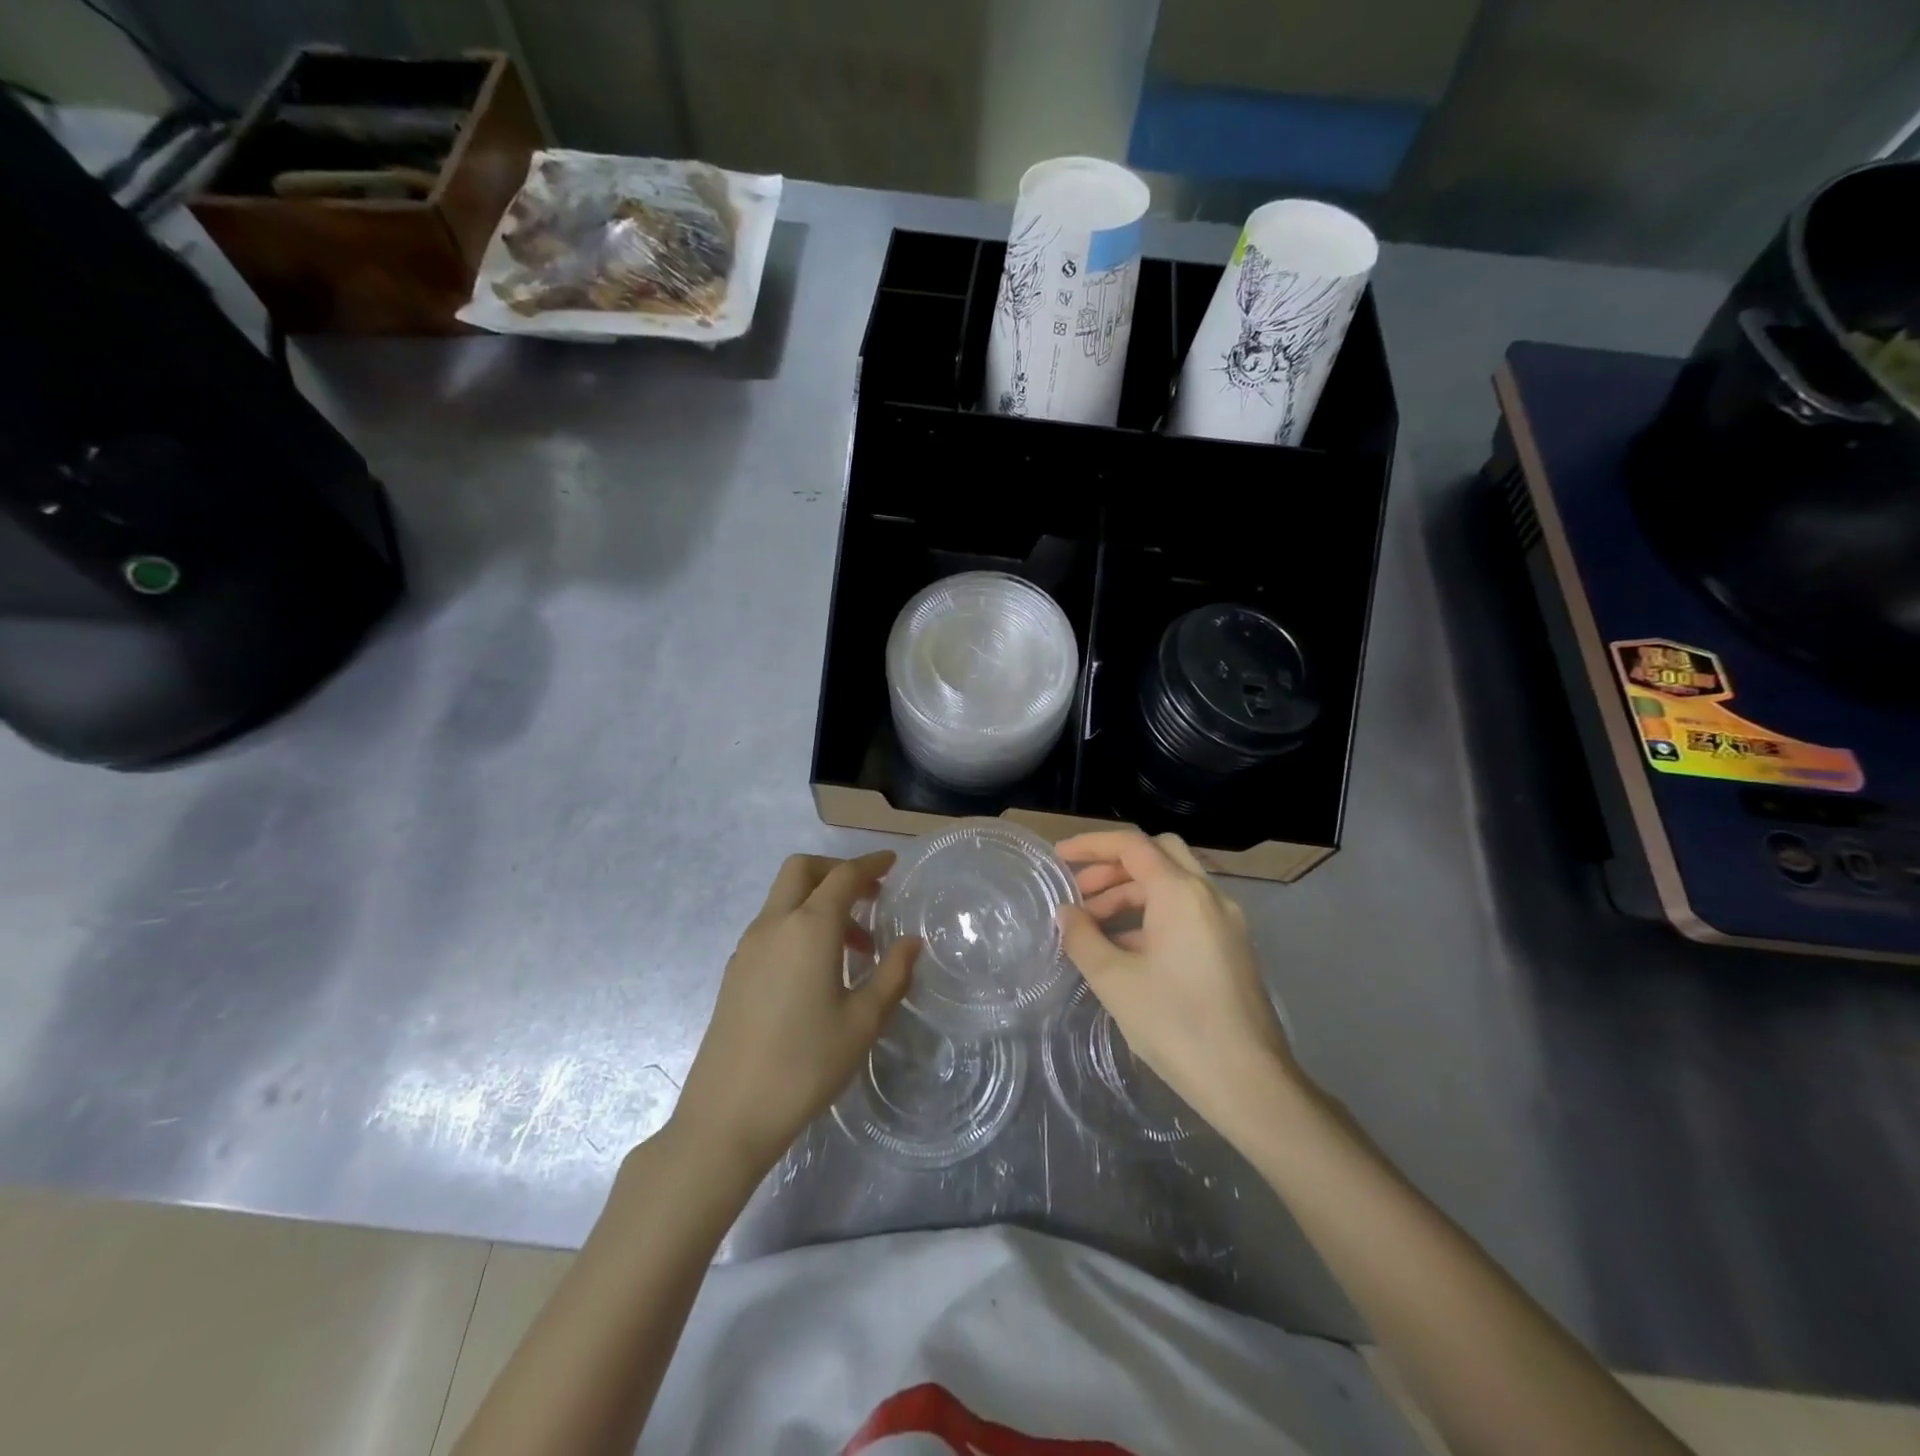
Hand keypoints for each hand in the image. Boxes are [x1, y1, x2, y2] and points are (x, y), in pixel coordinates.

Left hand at [670, 851, 916, 1174]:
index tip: (892, 864)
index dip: (870, 864)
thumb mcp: (863, 1022)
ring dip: (819, 902)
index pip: (843, 876)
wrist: (727, 1114)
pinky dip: (800, 925)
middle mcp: (774, 925)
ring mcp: (748, 947)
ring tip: (855, 948)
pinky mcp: (734, 971)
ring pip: (784, 898)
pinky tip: (818, 970)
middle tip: (870, 897)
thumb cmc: (805, 1064)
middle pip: (802, 870)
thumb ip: (892, 975)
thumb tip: (911, 943)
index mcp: (809, 928)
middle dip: (837, 871)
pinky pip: (772, 926)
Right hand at [1055, 830, 1298, 1139]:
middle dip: (1113, 866)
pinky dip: (1152, 915)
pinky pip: (1186, 912)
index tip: (1059, 858)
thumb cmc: (1176, 1025)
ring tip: (1093, 925)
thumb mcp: (1115, 981)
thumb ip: (1083, 938)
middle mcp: (1209, 896)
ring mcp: (1226, 922)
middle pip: (1157, 855)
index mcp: (1181, 894)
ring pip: (1173, 885)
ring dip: (1131, 893)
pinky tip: (1125, 949)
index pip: (1132, 845)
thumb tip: (1066, 914)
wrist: (1249, 1084)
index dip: (1091, 845)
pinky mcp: (1231, 948)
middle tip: (1079, 891)